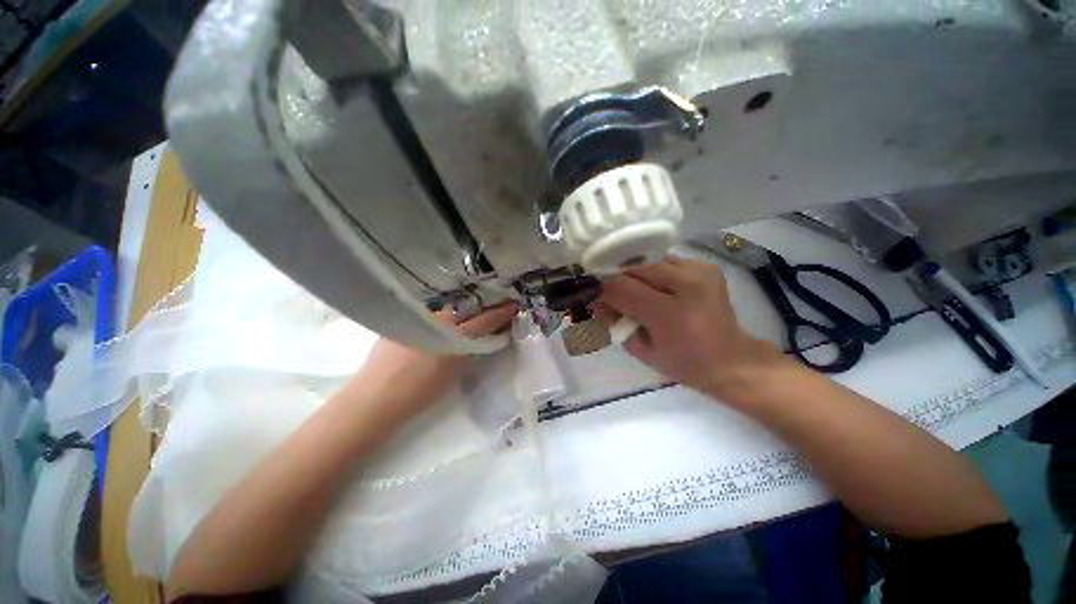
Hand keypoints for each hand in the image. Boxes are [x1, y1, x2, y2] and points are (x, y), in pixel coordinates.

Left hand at [352, 303, 517, 421]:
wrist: (375, 399)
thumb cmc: (420, 391)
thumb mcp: (454, 372)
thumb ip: (470, 351)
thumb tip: (483, 338)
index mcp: (453, 334)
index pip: (484, 320)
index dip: (501, 313)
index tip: (513, 305)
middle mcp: (436, 318)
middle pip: (465, 309)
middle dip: (480, 309)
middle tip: (491, 310)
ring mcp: (416, 317)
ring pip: (445, 311)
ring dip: (458, 314)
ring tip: (463, 318)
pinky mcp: (401, 320)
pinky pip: (426, 314)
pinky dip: (437, 318)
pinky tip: (435, 325)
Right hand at [595, 257, 784, 401]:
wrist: (731, 359)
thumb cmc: (683, 362)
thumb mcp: (640, 350)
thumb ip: (614, 323)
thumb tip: (596, 301)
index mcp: (670, 314)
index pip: (621, 288)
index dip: (602, 289)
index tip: (594, 296)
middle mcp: (688, 285)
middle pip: (634, 268)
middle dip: (616, 279)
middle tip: (610, 294)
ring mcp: (700, 271)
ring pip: (649, 261)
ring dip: (635, 275)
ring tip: (634, 292)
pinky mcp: (706, 266)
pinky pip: (666, 261)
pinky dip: (653, 272)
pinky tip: (656, 288)